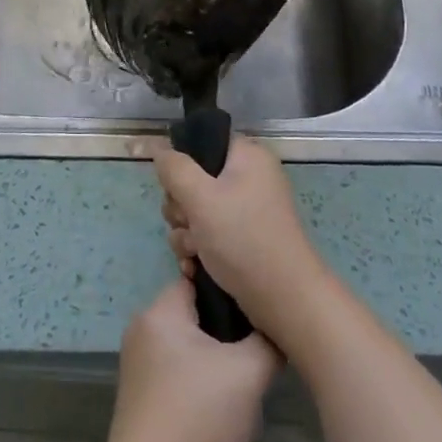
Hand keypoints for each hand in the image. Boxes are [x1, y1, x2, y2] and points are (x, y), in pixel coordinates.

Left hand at [101, 280, 279, 441]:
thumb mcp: (248, 375)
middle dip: (229, 330)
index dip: (233, 291)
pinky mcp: (141, 396)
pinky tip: (223, 407)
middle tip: (260, 349)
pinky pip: (178, 371)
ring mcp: (138, 364)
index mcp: (159, 311)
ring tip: (247, 381)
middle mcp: (143, 329)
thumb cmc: (197, 420)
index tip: (261, 309)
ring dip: (218, 359)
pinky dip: (201, 381)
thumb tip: (275, 330)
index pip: (201, 279)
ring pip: (190, 345)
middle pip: (196, 313)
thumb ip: (267, 342)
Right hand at [151, 133, 332, 344]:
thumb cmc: (242, 238)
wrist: (283, 299)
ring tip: (194, 253)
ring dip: (186, 233)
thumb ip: (174, 169)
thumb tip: (158, 148)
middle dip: (181, 208)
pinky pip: (208, 235)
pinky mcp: (243, 239)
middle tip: (189, 224)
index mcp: (247, 157)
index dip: (184, 165)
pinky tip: (194, 267)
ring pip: (196, 211)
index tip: (177, 188)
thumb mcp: (200, 197)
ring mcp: (246, 211)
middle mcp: (249, 179)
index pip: (204, 143)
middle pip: (194, 180)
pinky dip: (198, 250)